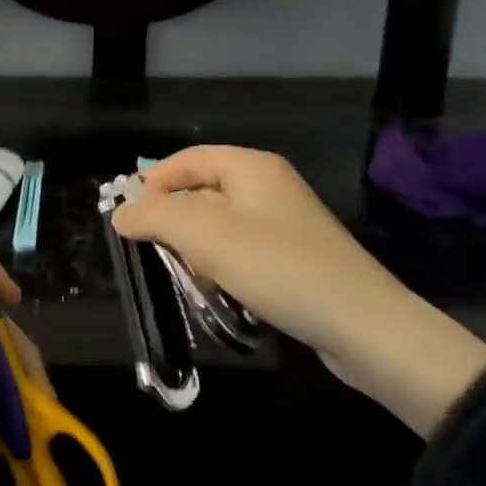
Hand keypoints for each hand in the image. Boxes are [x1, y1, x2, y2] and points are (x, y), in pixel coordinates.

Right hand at [108, 146, 485, 436]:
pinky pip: (241, 252)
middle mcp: (268, 187)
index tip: (124, 215)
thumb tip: (120, 212)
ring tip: (183, 276)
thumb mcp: (206, 236)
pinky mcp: (292, 258)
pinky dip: (220, 267)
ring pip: (219, 226)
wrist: (364, 327)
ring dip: (195, 249)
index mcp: (251, 167)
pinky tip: (217, 293)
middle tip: (149, 250)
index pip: (188, 159)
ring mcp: (283, 224)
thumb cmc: (278, 268)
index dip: (152, 181)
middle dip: (172, 220)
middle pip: (202, 191)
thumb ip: (156, 217)